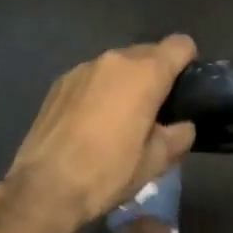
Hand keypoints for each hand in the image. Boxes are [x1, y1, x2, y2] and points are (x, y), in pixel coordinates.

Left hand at [5, 35, 198, 227]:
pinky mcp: (60, 82)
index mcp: (146, 73)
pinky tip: (91, 123)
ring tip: (120, 119)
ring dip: (126, 83)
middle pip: (148, 53)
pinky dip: (99, 91)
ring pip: (118, 65)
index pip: (181, 45)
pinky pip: (92, 77)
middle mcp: (115, 60)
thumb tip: (183, 126)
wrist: (45, 188)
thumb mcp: (155, 162)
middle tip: (154, 111)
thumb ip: (179, 136)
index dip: (188, 62)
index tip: (185, 88)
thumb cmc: (108, 172)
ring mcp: (83, 68)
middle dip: (156, 75)